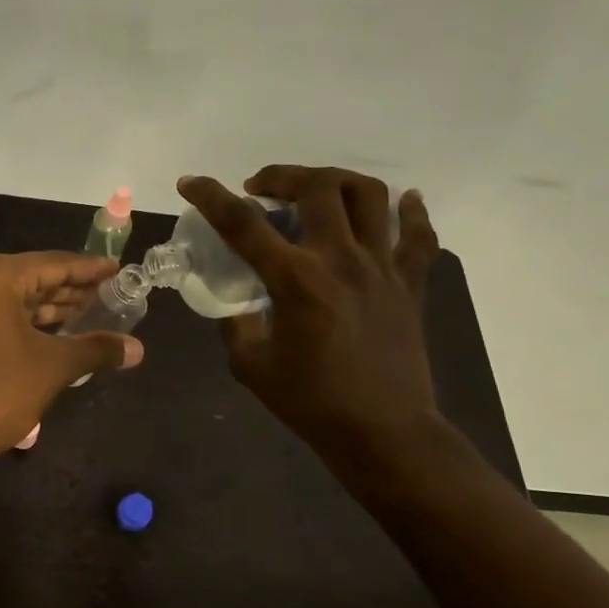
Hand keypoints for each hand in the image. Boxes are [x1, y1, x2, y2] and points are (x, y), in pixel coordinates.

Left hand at [0, 252, 144, 482]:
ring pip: (15, 299)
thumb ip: (96, 350)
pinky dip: (28, 322)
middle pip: (33, 278)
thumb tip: (138, 349)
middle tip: (109, 293)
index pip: (54, 264)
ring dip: (51, 307)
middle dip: (71, 288)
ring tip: (90, 313)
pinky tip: (56, 333)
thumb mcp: (52, 367)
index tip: (117, 269)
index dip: (89, 269)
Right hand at [176, 166, 441, 472]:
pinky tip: (402, 201)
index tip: (190, 182)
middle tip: (261, 189)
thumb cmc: (311, 403)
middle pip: (316, 187)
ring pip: (369, 195)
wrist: (382, 431)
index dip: (210, 196)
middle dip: (281, 176)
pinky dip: (411, 211)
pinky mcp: (410, 283)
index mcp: (295, 280)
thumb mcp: (251, 366)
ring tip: (317, 191)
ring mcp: (382, 266)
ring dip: (336, 181)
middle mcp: (340, 259)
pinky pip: (418, 234)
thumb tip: (240, 306)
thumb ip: (238, 326)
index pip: (243, 223)